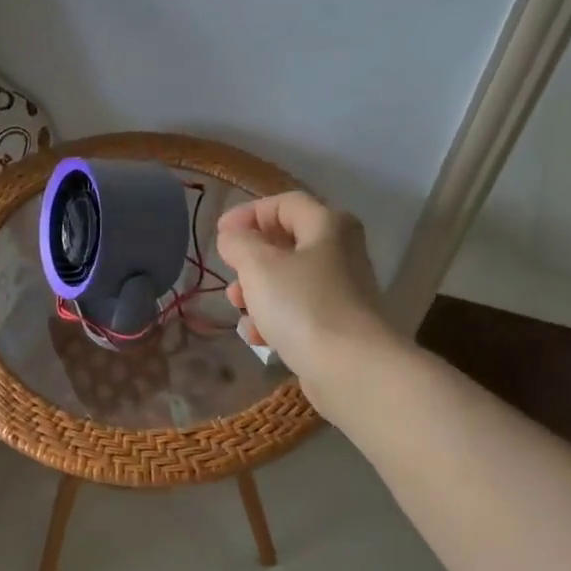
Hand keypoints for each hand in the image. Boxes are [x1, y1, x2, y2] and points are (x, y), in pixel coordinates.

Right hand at [216, 192, 397, 389]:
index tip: (220, 234)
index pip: (284, 203)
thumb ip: (239, 243)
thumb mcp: (259, 265)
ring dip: (257, 292)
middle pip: (286, 242)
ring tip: (238, 309)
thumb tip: (233, 237)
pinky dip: (274, 319)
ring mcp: (341, 290)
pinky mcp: (337, 325)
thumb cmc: (302, 305)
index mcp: (327, 225)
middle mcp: (340, 252)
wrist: (351, 368)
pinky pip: (298, 311)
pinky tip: (257, 337)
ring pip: (288, 280)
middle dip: (250, 258)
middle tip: (230, 273)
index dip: (248, 213)